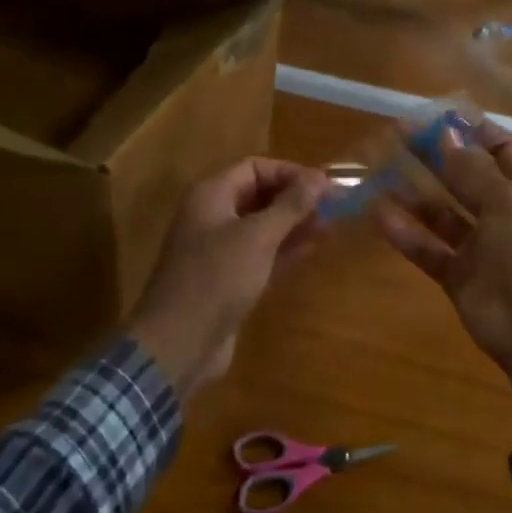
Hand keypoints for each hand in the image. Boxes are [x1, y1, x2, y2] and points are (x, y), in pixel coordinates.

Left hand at [129, 158, 329, 395]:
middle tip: (334, 206)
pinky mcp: (228, 279)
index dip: (290, 172)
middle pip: (259, 195)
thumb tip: (320, 178)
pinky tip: (313, 249)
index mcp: (211, 196)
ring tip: (331, 226)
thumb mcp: (257, 237)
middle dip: (296, 198)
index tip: (324, 186)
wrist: (177, 345)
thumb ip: (290, 206)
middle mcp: (213, 216)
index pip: (255, 168)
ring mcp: (219, 250)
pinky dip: (285, 249)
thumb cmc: (216, 279)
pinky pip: (261, 254)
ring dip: (294, 224)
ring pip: (263, 226)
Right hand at [374, 122, 511, 431]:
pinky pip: (429, 249)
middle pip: (465, 176)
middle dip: (436, 154)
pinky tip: (380, 215)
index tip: (438, 113)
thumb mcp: (508, 204)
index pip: (501, 150)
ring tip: (381, 170)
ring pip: (442, 214)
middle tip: (398, 132)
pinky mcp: (459, 277)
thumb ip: (473, 170)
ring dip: (415, 194)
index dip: (473, 130)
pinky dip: (406, 234)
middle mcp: (504, 214)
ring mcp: (481, 248)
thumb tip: (444, 133)